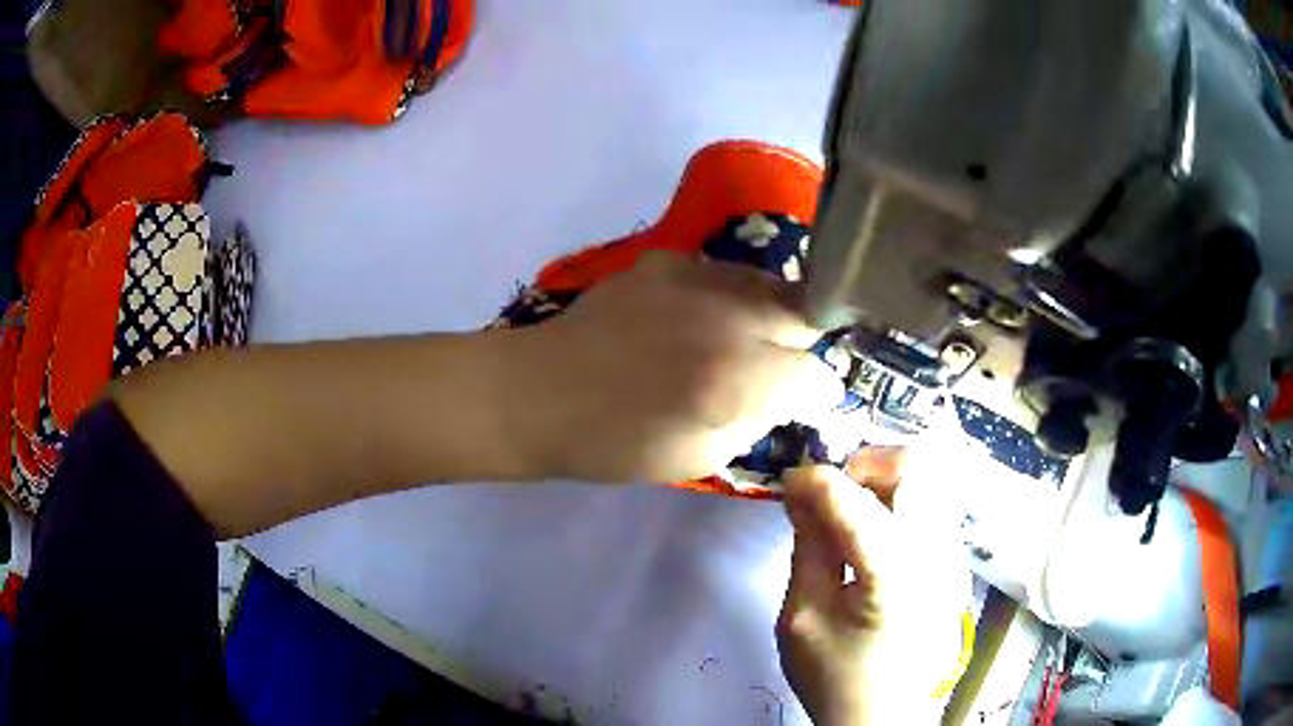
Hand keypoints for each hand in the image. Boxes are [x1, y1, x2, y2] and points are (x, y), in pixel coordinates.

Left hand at [511, 252, 842, 482]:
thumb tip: (790, 393)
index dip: (816, 393)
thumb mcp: (702, 458)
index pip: (816, 373)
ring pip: (769, 282)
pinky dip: (726, 296)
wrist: (538, 393)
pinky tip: (697, 317)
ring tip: (741, 337)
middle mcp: (727, 316)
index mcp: (736, 378)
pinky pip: (723, 273)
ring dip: (769, 312)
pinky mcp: (665, 260)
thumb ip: (759, 419)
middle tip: (776, 365)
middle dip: (802, 341)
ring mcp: (695, 277)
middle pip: (806, 311)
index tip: (803, 400)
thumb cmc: (615, 443)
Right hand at [777, 463, 968, 725]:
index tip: (790, 483)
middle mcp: (936, 553)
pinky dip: (899, 502)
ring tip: (849, 516)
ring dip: (883, 482)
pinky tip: (872, 538)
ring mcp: (953, 556)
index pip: (855, 500)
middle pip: (913, 467)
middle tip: (831, 497)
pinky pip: (931, 506)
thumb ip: (808, 547)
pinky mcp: (955, 562)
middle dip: (863, 467)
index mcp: (894, 574)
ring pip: (928, 480)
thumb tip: (802, 492)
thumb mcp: (802, 617)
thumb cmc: (836, 675)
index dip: (816, 480)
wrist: (883, 716)